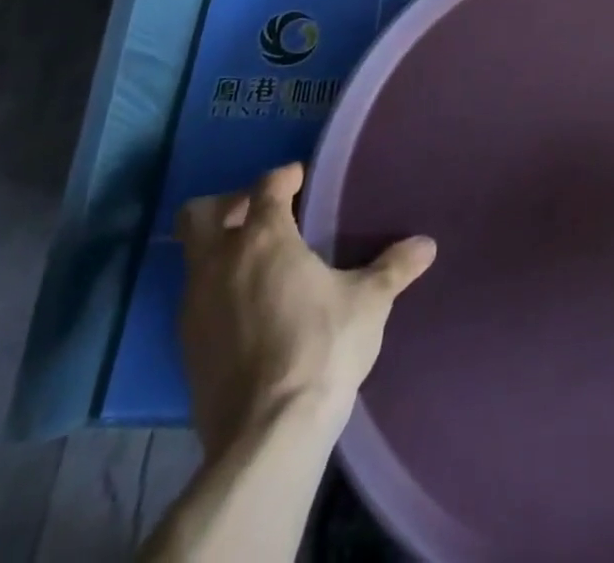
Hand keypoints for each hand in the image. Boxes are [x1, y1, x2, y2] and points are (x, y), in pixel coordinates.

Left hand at [175, 162, 436, 454]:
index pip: (266, 187)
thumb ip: (394, 267)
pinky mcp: (186, 349)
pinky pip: (196, 300)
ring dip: (221, 250)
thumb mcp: (369, 302)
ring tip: (261, 263)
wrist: (267, 435)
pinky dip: (218, 290)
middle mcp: (220, 264)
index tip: (301, 179)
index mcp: (264, 239)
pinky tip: (251, 308)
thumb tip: (427, 244)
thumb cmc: (322, 347)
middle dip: (228, 204)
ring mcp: (194, 308)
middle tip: (262, 213)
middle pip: (200, 214)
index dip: (284, 177)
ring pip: (193, 258)